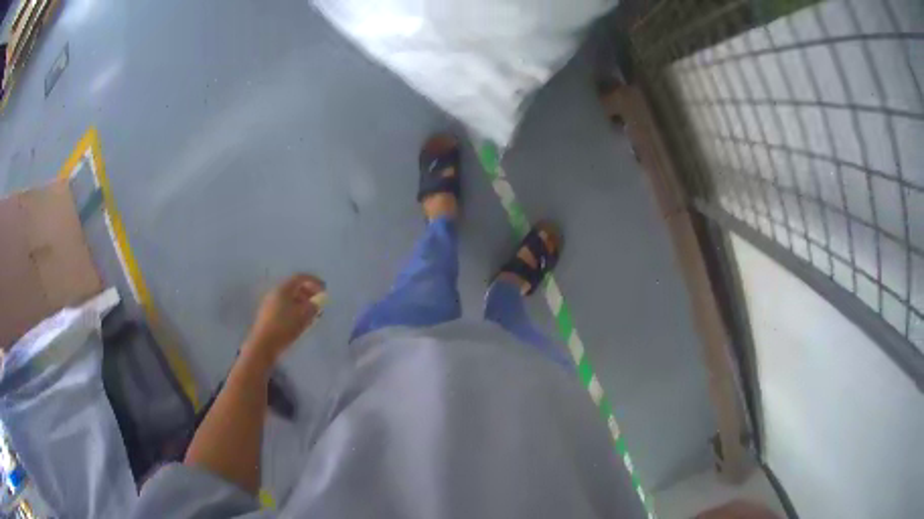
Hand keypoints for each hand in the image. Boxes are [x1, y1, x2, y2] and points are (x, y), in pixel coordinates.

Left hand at [243, 273, 324, 366]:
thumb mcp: (303, 316)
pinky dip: (294, 309)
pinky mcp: (268, 314)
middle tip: (318, 302)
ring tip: (311, 314)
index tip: (325, 289)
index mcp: (283, 288)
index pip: (300, 278)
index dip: (314, 281)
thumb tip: (317, 302)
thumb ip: (313, 306)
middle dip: (308, 292)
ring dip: (302, 302)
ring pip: (289, 297)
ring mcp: (270, 303)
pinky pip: (284, 306)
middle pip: (294, 287)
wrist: (263, 344)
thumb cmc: (284, 327)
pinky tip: (300, 321)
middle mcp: (275, 292)